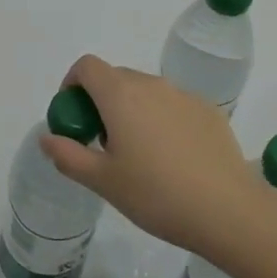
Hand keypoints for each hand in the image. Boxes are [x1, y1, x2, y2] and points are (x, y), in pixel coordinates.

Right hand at [38, 54, 254, 255]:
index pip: (87, 66)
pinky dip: (163, 120)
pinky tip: (173, 158)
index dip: (73, 83)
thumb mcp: (103, 181)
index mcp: (120, 95)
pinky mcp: (209, 111)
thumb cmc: (156, 194)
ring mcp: (184, 95)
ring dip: (133, 110)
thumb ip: (68, 155)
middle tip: (103, 142)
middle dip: (102, 101)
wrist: (228, 211)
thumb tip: (47, 138)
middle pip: (116, 77)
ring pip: (146, 91)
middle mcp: (151, 84)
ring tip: (139, 154)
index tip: (74, 115)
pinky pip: (174, 105)